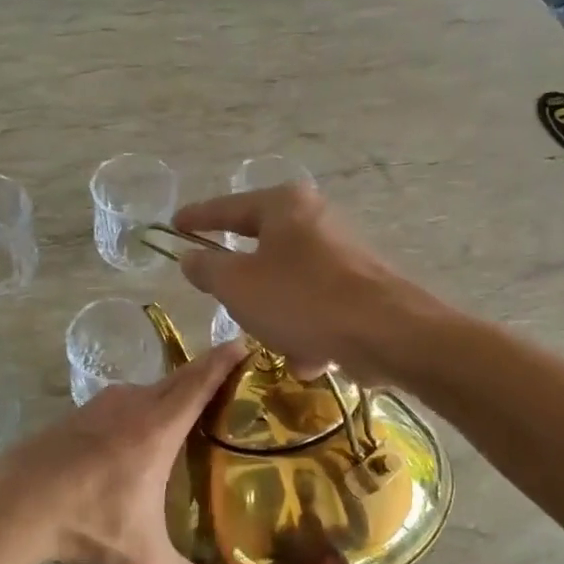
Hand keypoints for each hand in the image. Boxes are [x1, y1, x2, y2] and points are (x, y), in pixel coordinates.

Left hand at [0, 341, 245, 563]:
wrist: (10, 505)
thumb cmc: (84, 524)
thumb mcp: (144, 560)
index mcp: (157, 428)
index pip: (200, 381)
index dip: (225, 360)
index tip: (246, 342)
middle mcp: (134, 405)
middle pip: (179, 378)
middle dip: (208, 373)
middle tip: (237, 381)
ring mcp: (103, 405)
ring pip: (150, 389)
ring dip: (175, 391)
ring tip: (198, 409)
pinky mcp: (80, 413)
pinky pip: (126, 399)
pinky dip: (147, 404)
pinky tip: (146, 430)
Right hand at [171, 184, 426, 384]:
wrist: (388, 333)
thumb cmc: (302, 300)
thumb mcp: (237, 286)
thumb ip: (207, 268)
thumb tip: (191, 257)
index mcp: (285, 206)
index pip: (228, 208)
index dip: (197, 218)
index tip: (175, 225)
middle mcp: (317, 220)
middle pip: (262, 250)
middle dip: (245, 288)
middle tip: (226, 302)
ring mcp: (344, 253)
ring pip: (289, 286)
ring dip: (278, 319)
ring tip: (281, 344)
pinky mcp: (363, 286)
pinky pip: (317, 307)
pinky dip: (308, 331)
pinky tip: (312, 357)